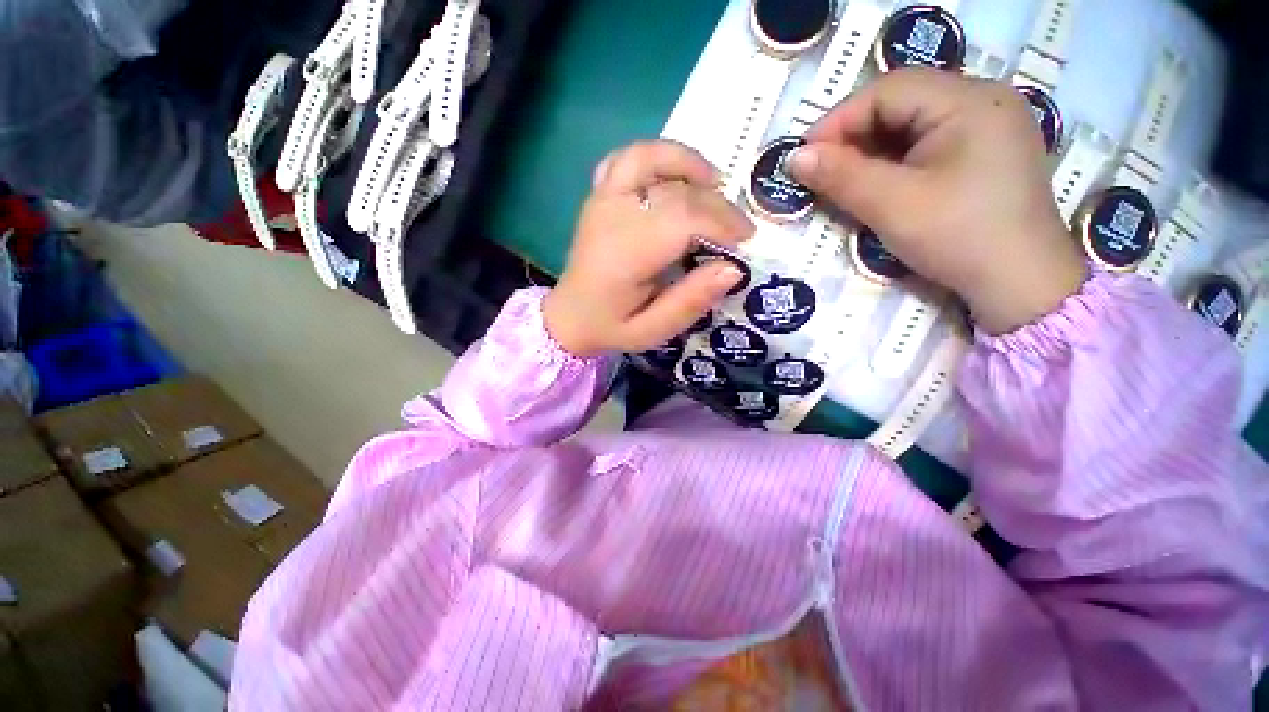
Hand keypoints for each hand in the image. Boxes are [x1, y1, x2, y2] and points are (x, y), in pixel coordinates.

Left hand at [543, 141, 754, 356]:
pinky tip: (674, 176)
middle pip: (674, 190)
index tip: (744, 242)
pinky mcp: (599, 196)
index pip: (682, 219)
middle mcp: (611, 217)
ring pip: (646, 156)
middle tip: (738, 228)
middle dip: (717, 204)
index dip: (721, 223)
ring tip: (715, 183)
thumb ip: (689, 302)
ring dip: (687, 162)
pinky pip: (625, 158)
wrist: (568, 316)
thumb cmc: (610, 327)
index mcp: (625, 254)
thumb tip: (734, 269)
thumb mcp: (652, 331)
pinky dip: (655, 157)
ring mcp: (601, 200)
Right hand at [788, 68, 1087, 333]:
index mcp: (970, 100)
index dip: (838, 120)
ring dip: (871, 150)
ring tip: (844, 181)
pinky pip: (929, 144)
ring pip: (913, 124)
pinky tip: (879, 185)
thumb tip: (794, 157)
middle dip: (854, 136)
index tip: (803, 158)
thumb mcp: (892, 205)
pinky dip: (895, 162)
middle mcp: (985, 100)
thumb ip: (841, 176)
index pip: (888, 90)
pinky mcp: (986, 153)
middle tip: (821, 172)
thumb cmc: (959, 236)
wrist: (1020, 285)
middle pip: (902, 102)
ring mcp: (990, 127)